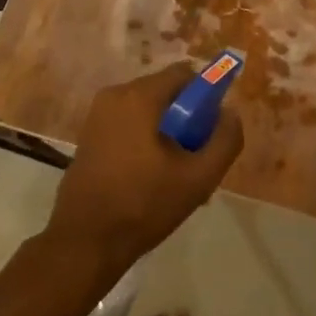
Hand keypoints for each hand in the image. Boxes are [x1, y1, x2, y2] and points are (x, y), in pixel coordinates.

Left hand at [45, 63, 244, 271]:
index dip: (206, 96)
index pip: (184, 74)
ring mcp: (97, 115)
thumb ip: (225, 140)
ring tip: (174, 173)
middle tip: (195, 156)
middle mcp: (115, 95)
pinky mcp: (89, 135)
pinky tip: (149, 177)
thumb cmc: (144, 205)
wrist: (85, 242)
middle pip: (165, 91)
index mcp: (139, 96)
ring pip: (147, 110)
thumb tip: (230, 113)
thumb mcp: (199, 177)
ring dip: (166, 131)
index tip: (210, 130)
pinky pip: (128, 124)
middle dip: (186, 117)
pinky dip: (144, 139)